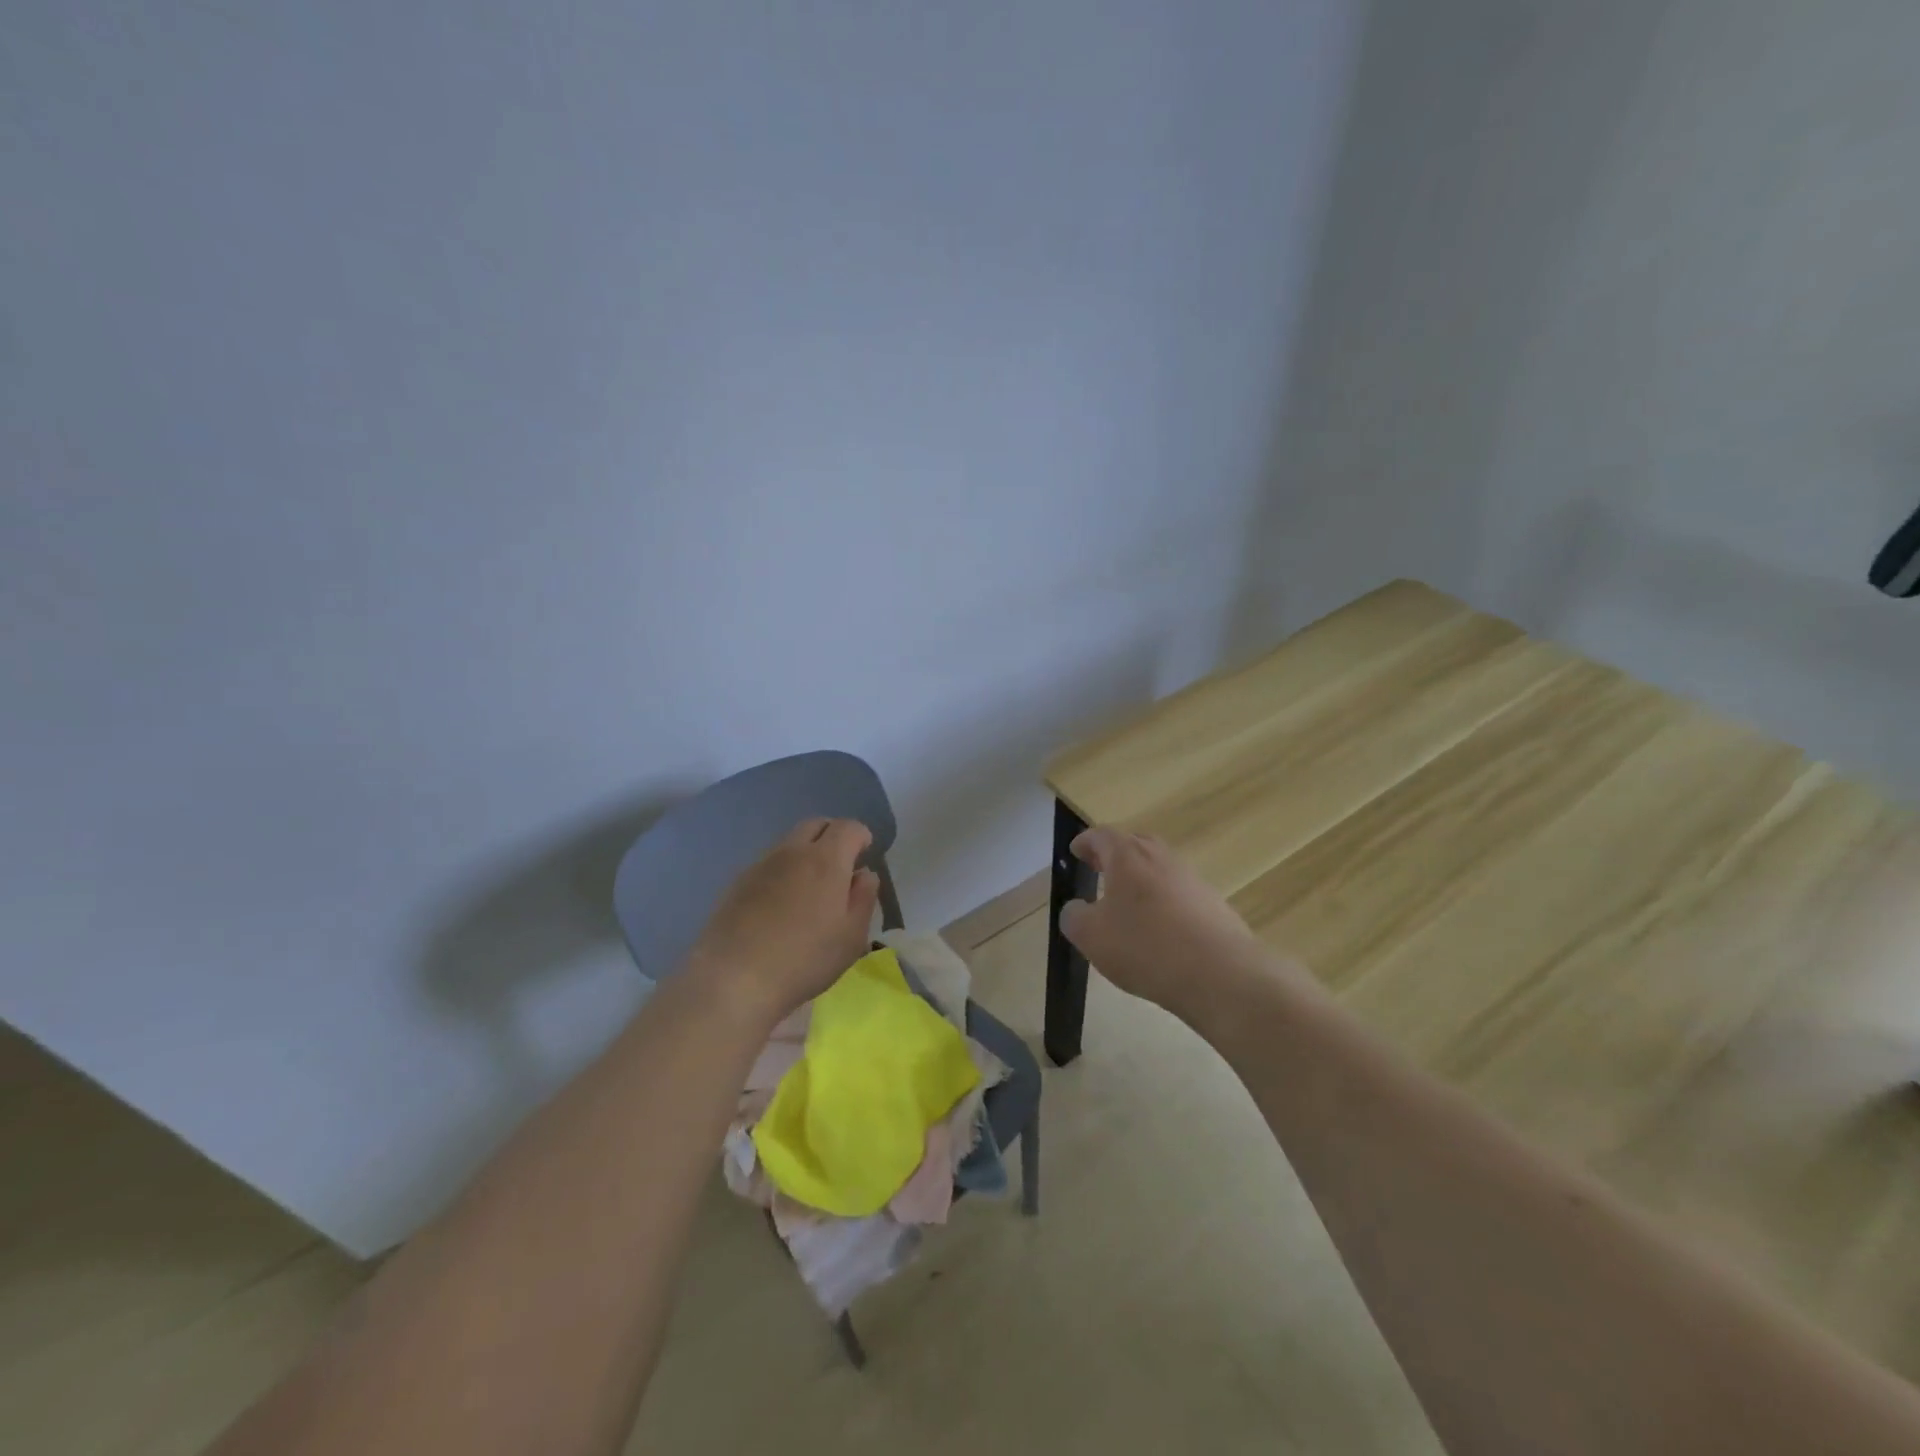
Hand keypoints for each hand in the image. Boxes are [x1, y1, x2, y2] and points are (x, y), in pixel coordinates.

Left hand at [686, 818, 880, 1024]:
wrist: (733, 979)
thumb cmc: (804, 960)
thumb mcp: (852, 937)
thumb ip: (864, 898)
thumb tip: (864, 874)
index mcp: (826, 860)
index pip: (848, 827)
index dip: (861, 836)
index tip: (865, 856)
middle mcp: (792, 852)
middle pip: (815, 824)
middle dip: (832, 835)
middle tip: (840, 865)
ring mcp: (760, 865)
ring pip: (789, 842)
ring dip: (805, 852)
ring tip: (809, 888)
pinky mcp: (737, 883)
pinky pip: (768, 863)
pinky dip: (782, 871)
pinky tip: (780, 904)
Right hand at [1060, 826, 1294, 1021]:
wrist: (1220, 974)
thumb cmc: (1145, 946)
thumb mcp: (1091, 936)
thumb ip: (1074, 917)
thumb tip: (1077, 909)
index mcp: (1128, 856)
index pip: (1102, 836)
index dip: (1086, 842)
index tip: (1076, 851)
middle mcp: (1162, 858)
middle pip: (1136, 845)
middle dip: (1115, 855)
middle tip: (1100, 869)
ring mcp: (1192, 880)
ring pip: (1160, 870)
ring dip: (1142, 880)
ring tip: (1128, 905)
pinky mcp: (1214, 905)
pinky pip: (1180, 895)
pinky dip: (1164, 904)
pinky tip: (1159, 932)